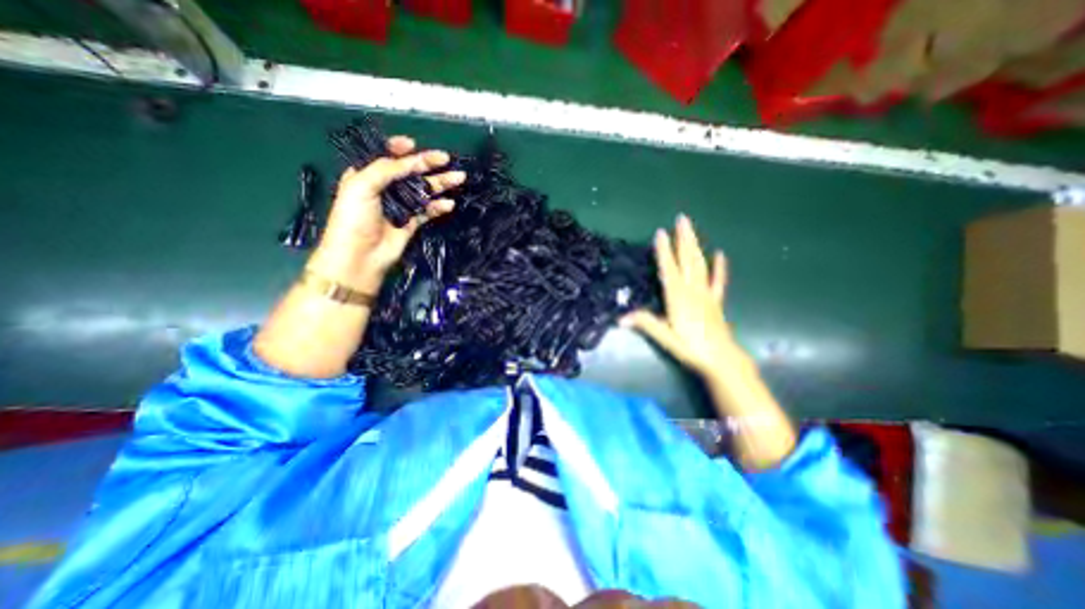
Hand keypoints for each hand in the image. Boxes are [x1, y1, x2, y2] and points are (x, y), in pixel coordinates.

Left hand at [305, 132, 465, 294]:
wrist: (360, 256)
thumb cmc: (354, 218)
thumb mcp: (362, 185)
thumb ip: (388, 169)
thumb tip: (415, 160)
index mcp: (367, 175)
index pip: (385, 156)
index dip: (400, 148)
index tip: (413, 145)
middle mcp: (385, 188)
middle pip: (410, 171)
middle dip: (428, 163)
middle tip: (446, 159)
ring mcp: (400, 206)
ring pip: (423, 190)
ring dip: (440, 184)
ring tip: (459, 178)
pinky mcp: (412, 223)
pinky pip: (428, 211)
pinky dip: (438, 206)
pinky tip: (449, 204)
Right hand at [624, 215, 741, 376]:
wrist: (721, 359)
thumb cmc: (691, 347)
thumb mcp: (665, 337)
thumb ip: (645, 324)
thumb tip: (620, 319)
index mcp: (678, 297)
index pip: (669, 269)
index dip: (664, 251)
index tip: (660, 233)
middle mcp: (692, 290)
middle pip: (687, 260)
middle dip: (684, 239)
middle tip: (682, 218)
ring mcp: (706, 294)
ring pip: (700, 264)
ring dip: (695, 245)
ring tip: (692, 229)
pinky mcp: (715, 301)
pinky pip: (718, 281)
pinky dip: (719, 267)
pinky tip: (720, 254)